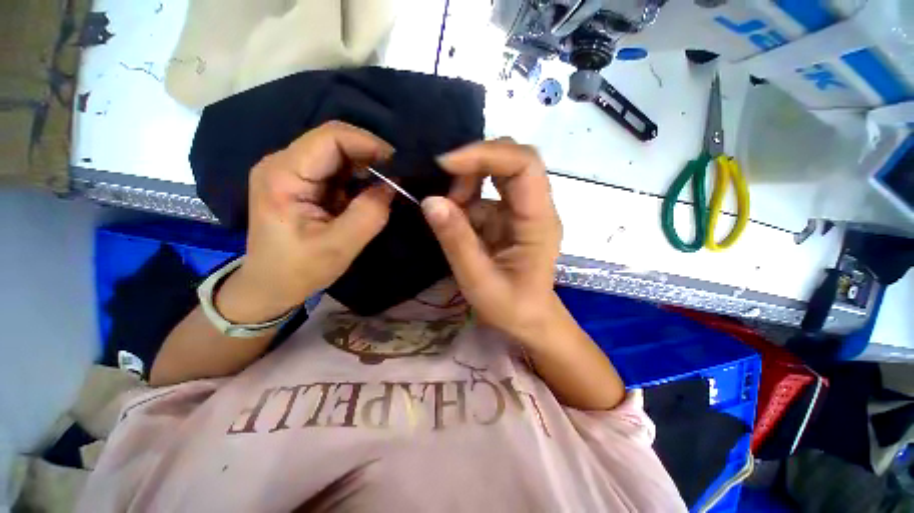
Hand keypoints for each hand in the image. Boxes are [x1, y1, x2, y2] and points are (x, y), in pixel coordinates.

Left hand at [219, 121, 394, 322]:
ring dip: (367, 167)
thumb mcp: (339, 247)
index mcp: (283, 174)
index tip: (398, 164)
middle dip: (370, 155)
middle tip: (398, 176)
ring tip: (389, 185)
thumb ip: (369, 215)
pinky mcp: (303, 182)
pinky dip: (360, 178)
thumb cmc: (297, 270)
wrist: (270, 285)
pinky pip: (338, 170)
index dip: (368, 143)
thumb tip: (392, 186)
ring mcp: (293, 171)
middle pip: (335, 141)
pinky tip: (372, 193)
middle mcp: (284, 163)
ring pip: (339, 154)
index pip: (330, 138)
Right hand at [421, 139, 562, 347]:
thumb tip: (430, 200)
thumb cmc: (511, 307)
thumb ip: (456, 241)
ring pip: (497, 172)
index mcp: (539, 221)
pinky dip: (465, 198)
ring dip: (467, 183)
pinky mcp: (509, 216)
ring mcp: (522, 210)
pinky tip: (455, 219)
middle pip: (512, 159)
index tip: (447, 165)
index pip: (524, 165)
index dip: (486, 154)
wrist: (528, 319)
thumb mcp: (478, 281)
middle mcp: (535, 207)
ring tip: (449, 212)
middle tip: (446, 192)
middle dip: (473, 165)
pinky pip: (486, 193)